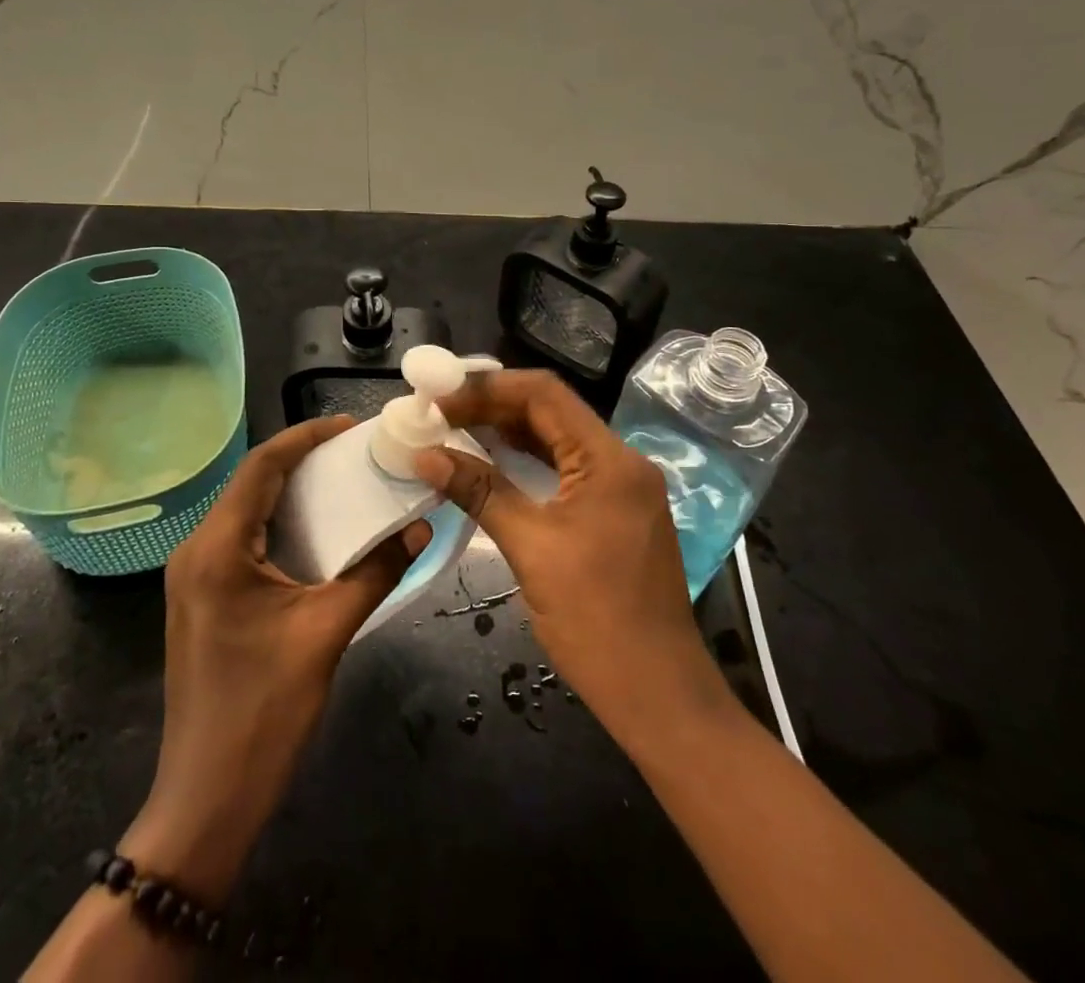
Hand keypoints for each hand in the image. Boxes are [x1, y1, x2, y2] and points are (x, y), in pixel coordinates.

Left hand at [123, 416, 428, 900]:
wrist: (207, 798)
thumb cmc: (264, 711)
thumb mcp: (326, 633)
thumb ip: (375, 572)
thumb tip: (419, 527)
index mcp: (217, 547)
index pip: (261, 467)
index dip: (305, 437)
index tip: (349, 425)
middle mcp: (196, 550)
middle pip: (250, 483)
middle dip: (300, 460)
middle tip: (353, 450)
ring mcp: (193, 576)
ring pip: (244, 510)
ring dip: (289, 491)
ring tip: (340, 480)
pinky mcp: (201, 598)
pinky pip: (240, 539)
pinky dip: (277, 523)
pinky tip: (313, 529)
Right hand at [414, 370, 723, 744]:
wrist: (659, 696)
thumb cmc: (596, 620)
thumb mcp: (531, 548)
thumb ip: (480, 492)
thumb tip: (425, 455)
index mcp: (609, 459)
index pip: (544, 393)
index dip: (487, 388)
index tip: (440, 398)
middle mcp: (621, 461)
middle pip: (550, 412)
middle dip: (492, 407)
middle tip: (438, 413)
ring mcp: (622, 487)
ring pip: (557, 439)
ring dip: (507, 433)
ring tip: (454, 431)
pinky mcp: (615, 511)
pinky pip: (565, 469)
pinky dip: (527, 462)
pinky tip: (491, 464)